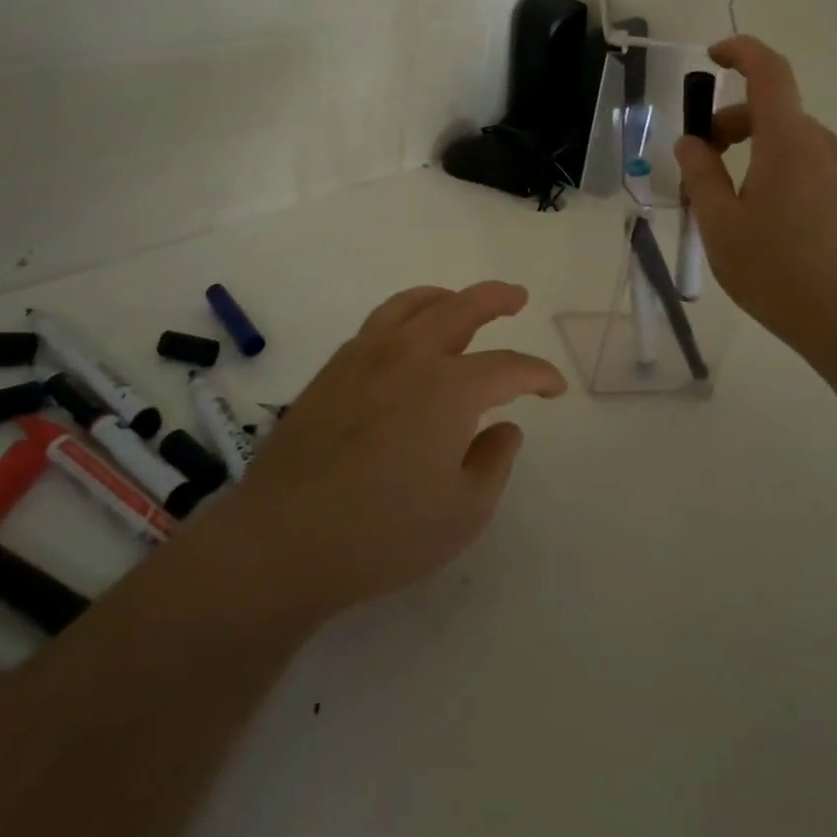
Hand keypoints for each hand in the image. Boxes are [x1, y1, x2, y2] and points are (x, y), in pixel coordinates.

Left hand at [201, 282, 565, 623]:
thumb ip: (494, 462)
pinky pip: (379, 322)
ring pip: (413, 304)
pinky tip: (408, 336)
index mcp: (450, 388)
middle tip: (517, 298)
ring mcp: (365, 356)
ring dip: (447, 296)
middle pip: (461, 308)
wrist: (283, 540)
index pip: (509, 367)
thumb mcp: (463, 512)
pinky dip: (406, 314)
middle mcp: (410, 356)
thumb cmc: (382, 534)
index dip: (539, 375)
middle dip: (496, 299)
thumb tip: (506, 426)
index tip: (553, 388)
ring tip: (461, 300)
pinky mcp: (333, 369)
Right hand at [675, 37, 836, 367]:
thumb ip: (701, 175)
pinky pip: (809, 165)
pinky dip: (777, 170)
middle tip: (699, 167)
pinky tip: (765, 219)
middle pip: (772, 111)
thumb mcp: (720, 225)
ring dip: (753, 152)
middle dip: (729, 126)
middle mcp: (823, 145)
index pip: (769, 72)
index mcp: (789, 142)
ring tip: (728, 204)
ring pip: (790, 141)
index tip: (711, 58)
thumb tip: (691, 142)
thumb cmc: (778, 271)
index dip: (740, 52)